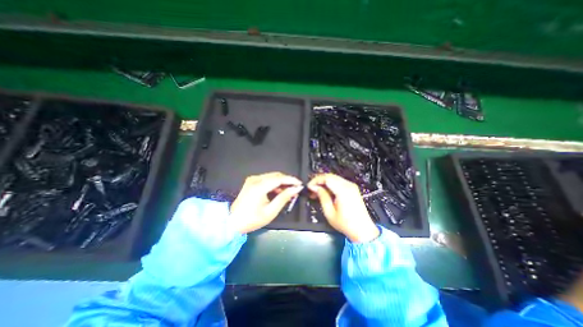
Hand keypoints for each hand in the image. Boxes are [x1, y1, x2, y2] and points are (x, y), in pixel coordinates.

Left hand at [228, 172, 302, 232]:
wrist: (232, 222)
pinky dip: (274, 184)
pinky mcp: (251, 182)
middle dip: (287, 181)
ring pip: (272, 176)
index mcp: (259, 186)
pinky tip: (278, 192)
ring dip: (281, 182)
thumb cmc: (252, 219)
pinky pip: (266, 179)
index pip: (279, 178)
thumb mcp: (270, 211)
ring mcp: (252, 180)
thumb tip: (295, 189)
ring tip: (288, 192)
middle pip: (276, 175)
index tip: (300, 184)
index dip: (291, 180)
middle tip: (295, 189)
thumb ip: (284, 198)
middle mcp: (255, 179)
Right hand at [307, 173, 380, 241]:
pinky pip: (338, 182)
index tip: (309, 186)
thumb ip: (322, 197)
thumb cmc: (346, 224)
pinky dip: (330, 184)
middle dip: (319, 181)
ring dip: (324, 182)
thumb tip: (315, 188)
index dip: (316, 180)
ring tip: (317, 191)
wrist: (363, 230)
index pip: (326, 178)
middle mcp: (348, 185)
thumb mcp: (329, 212)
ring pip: (334, 178)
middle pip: (330, 176)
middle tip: (311, 189)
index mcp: (343, 190)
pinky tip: (325, 192)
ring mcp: (351, 186)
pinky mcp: (352, 189)